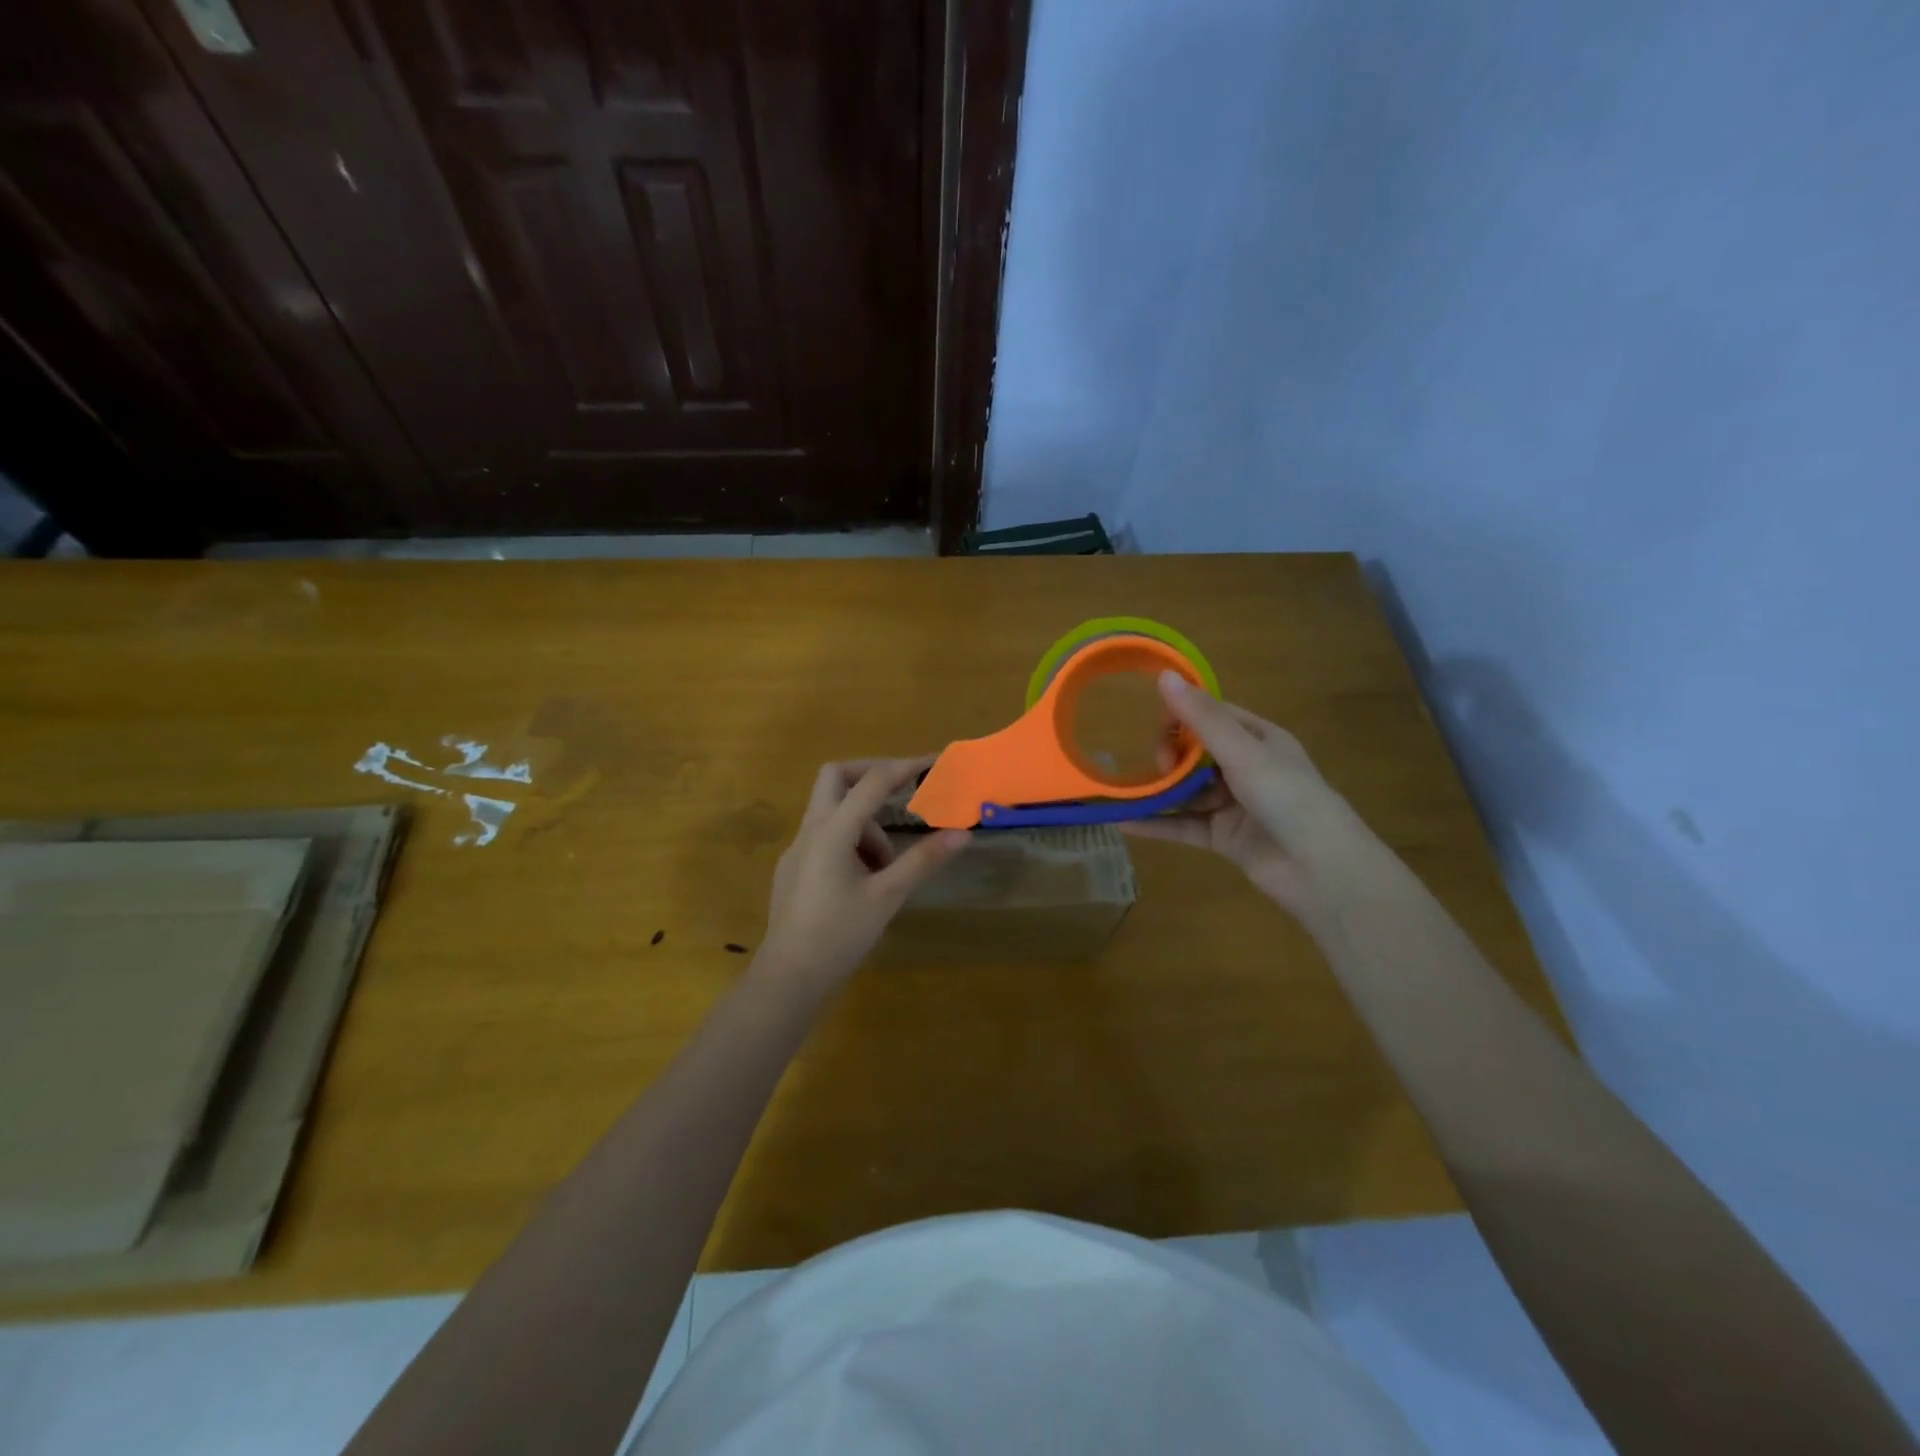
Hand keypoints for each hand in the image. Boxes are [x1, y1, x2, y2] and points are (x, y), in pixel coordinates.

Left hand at [761, 759, 971, 985]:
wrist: (788, 977)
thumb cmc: (838, 935)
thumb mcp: (887, 896)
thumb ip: (923, 860)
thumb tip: (963, 833)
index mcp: (832, 831)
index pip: (872, 782)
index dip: (904, 766)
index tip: (933, 761)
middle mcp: (810, 830)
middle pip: (836, 777)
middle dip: (872, 775)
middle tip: (902, 791)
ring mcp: (798, 849)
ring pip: (832, 809)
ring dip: (865, 821)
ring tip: (888, 864)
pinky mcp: (794, 868)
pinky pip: (825, 835)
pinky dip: (851, 840)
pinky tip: (866, 878)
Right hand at [1121, 672, 1365, 917]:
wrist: (1321, 868)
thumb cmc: (1287, 797)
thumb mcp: (1242, 752)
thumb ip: (1201, 717)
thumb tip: (1164, 674)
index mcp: (1258, 739)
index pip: (1212, 716)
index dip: (1181, 718)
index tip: (1159, 731)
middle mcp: (1245, 768)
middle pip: (1194, 754)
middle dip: (1169, 758)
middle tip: (1159, 769)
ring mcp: (1233, 804)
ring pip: (1186, 791)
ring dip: (1157, 791)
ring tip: (1124, 793)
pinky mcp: (1223, 837)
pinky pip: (1183, 826)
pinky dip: (1156, 825)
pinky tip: (1123, 823)